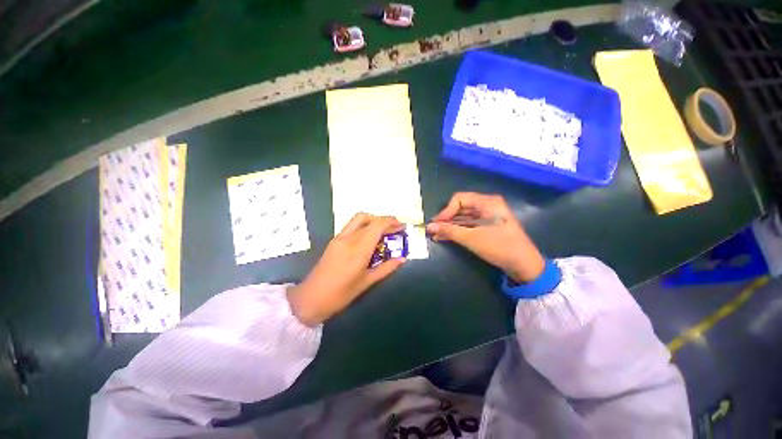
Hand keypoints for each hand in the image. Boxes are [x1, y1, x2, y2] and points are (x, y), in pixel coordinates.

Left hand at [287, 213, 406, 325]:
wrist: (311, 298)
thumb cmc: (341, 294)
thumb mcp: (367, 282)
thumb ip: (386, 268)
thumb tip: (403, 259)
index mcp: (359, 249)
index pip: (377, 225)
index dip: (392, 222)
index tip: (402, 227)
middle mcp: (349, 238)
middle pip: (369, 218)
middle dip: (384, 220)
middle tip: (394, 229)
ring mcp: (339, 237)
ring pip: (359, 218)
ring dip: (373, 220)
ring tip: (383, 232)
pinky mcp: (334, 240)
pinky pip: (352, 225)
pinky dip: (364, 226)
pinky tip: (369, 238)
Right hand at [426, 193, 544, 283]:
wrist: (525, 265)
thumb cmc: (499, 247)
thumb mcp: (472, 238)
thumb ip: (449, 231)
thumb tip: (429, 226)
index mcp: (487, 202)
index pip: (459, 199)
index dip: (446, 211)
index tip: (437, 224)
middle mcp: (487, 205)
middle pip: (460, 208)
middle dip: (446, 219)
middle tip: (434, 230)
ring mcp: (487, 216)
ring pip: (463, 217)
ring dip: (450, 226)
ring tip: (436, 235)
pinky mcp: (487, 226)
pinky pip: (468, 225)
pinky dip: (458, 230)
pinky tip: (445, 237)